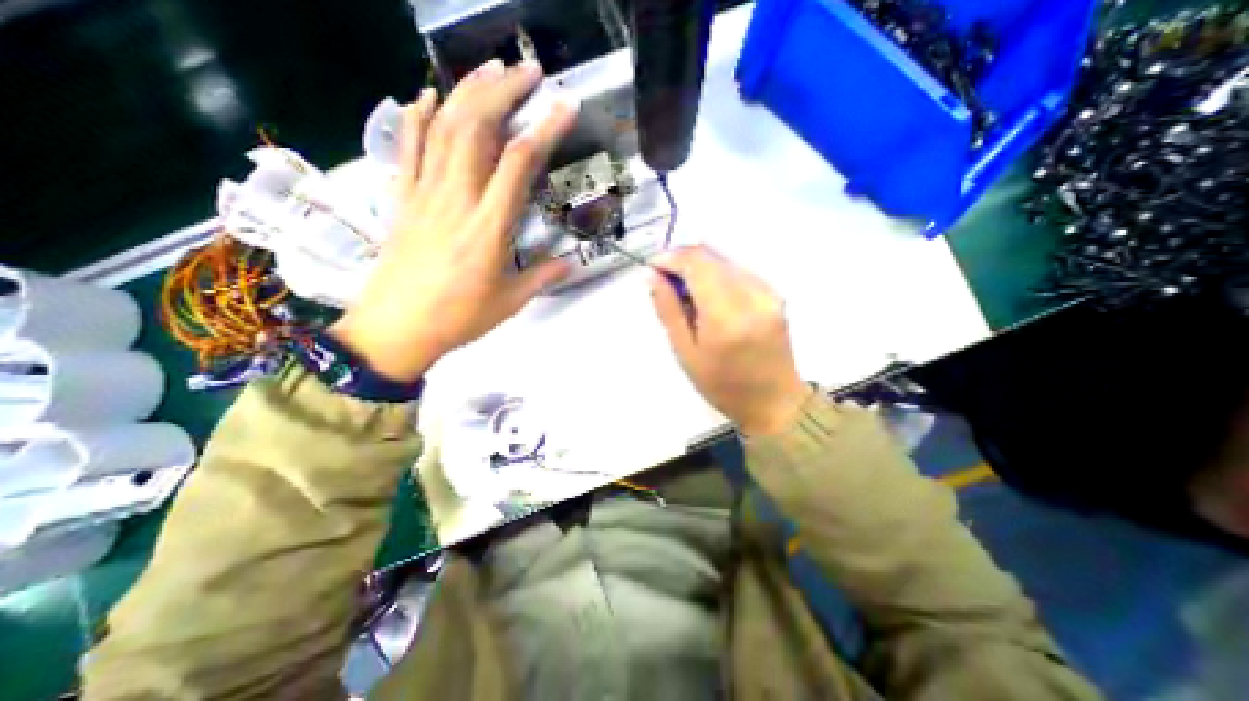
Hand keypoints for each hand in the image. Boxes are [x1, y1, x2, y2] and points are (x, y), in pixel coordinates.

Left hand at [336, 56, 580, 382]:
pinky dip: (417, 115)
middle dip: (503, 91)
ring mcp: (424, 195)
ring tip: (489, 70)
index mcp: (488, 229)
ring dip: (467, 93)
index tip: (564, 106)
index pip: (519, 164)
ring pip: (442, 129)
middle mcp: (456, 201)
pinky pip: (408, 148)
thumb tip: (570, 263)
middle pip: (476, 129)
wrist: (396, 330)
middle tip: (527, 71)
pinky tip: (428, 96)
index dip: (544, 129)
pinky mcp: (403, 199)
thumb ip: (542, 277)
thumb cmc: (459, 319)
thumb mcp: (510, 302)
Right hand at [649, 244, 814, 436]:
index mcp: (726, 316)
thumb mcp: (685, 353)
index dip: (671, 258)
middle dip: (683, 262)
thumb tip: (653, 276)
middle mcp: (752, 295)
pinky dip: (718, 277)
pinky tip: (711, 301)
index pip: (696, 264)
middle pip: (711, 256)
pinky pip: (739, 271)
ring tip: (689, 298)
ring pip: (724, 260)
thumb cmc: (723, 385)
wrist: (774, 401)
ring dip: (700, 270)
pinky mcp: (775, 294)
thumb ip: (668, 310)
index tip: (654, 269)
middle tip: (667, 284)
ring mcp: (768, 292)